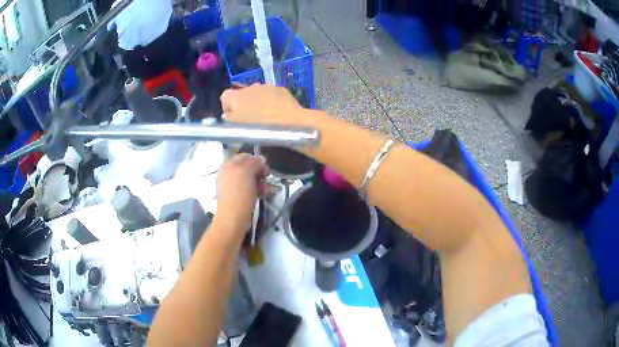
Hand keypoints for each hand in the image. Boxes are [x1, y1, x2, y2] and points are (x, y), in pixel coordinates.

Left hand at [215, 154, 268, 231]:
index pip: (246, 156)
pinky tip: (264, 195)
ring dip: (261, 183)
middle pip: (248, 168)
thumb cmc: (239, 192)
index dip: (257, 161)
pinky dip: (257, 190)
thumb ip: (254, 162)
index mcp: (228, 164)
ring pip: (250, 179)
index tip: (265, 169)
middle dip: (260, 173)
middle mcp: (229, 173)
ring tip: (268, 190)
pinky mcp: (237, 197)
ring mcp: (232, 186)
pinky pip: (249, 189)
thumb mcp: (247, 172)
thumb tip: (261, 159)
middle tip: (267, 179)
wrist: (233, 218)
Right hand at [220, 84, 301, 124]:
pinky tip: (276, 112)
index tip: (232, 117)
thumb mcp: (238, 129)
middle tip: (248, 118)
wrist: (290, 123)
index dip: (226, 106)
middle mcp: (250, 87)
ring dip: (257, 101)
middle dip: (243, 103)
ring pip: (257, 92)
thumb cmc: (260, 128)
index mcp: (236, 96)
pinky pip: (271, 94)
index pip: (225, 96)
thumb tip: (227, 115)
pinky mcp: (280, 89)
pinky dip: (270, 100)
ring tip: (263, 115)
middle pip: (241, 93)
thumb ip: (229, 120)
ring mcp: (266, 86)